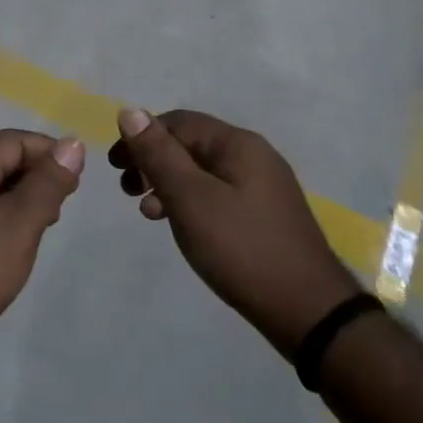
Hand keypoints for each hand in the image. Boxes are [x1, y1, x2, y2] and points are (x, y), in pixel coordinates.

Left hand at [0, 129, 84, 377]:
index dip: (48, 151)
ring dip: (21, 199)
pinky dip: (3, 220)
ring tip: (44, 226)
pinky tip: (14, 247)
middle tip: (62, 206)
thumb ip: (47, 183)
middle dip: (36, 175)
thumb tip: (72, 144)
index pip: (11, 140)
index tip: (76, 181)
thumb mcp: (19, 224)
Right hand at [109, 108, 361, 358]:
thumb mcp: (191, 198)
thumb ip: (159, 155)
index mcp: (237, 144)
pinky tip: (180, 225)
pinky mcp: (264, 214)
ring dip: (169, 184)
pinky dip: (191, 202)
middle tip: (127, 190)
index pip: (178, 122)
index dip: (141, 137)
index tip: (114, 167)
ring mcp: (262, 186)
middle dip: (153, 161)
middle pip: (191, 144)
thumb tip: (130, 112)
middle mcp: (253, 155)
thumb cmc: (241, 248)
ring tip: (148, 213)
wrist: (308, 310)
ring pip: (203, 171)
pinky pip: (217, 193)